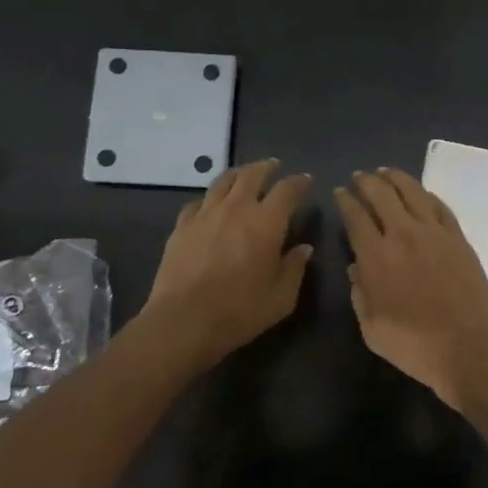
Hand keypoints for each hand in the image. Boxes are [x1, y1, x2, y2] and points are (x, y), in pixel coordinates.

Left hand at [141, 159, 313, 371]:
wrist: (184, 321)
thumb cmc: (240, 311)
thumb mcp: (281, 297)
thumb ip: (295, 268)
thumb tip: (304, 249)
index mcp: (267, 222)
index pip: (287, 190)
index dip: (299, 182)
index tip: (305, 181)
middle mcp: (237, 208)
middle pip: (252, 174)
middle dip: (267, 167)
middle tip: (274, 166)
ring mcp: (205, 214)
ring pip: (223, 181)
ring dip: (238, 174)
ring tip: (244, 176)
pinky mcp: (182, 226)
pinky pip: (198, 202)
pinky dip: (210, 199)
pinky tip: (211, 206)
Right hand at [334, 168, 487, 411]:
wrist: (470, 347)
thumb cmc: (415, 345)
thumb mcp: (372, 329)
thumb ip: (360, 294)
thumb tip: (356, 268)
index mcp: (376, 256)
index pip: (355, 217)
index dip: (345, 201)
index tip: (339, 192)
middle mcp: (404, 235)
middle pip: (382, 195)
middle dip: (366, 182)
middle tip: (359, 176)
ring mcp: (435, 233)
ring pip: (413, 192)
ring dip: (395, 178)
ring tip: (385, 172)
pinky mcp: (459, 238)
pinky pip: (439, 206)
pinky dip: (426, 194)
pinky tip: (420, 193)